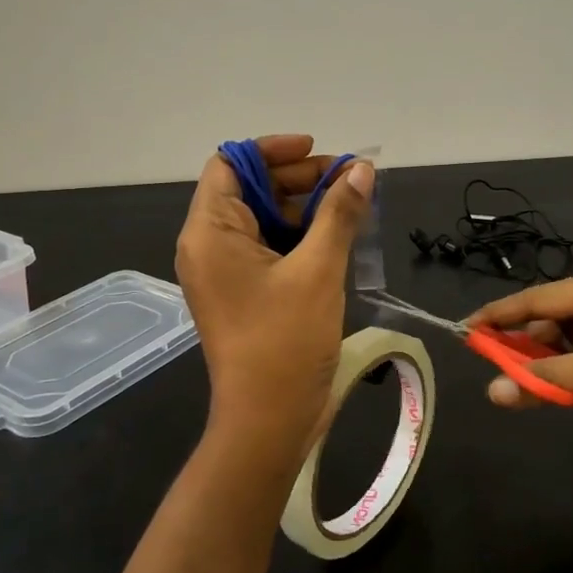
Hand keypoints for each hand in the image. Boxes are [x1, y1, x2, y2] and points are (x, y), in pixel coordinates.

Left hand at [175, 135, 373, 463]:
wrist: (268, 422)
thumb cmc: (286, 342)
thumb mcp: (318, 270)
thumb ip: (339, 213)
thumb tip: (362, 170)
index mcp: (210, 232)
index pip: (230, 165)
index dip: (272, 151)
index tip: (318, 151)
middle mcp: (209, 246)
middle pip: (249, 189)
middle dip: (298, 178)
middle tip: (349, 180)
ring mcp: (226, 272)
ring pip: (264, 219)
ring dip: (305, 207)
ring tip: (352, 205)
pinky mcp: (245, 293)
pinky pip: (270, 248)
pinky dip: (301, 236)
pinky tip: (339, 236)